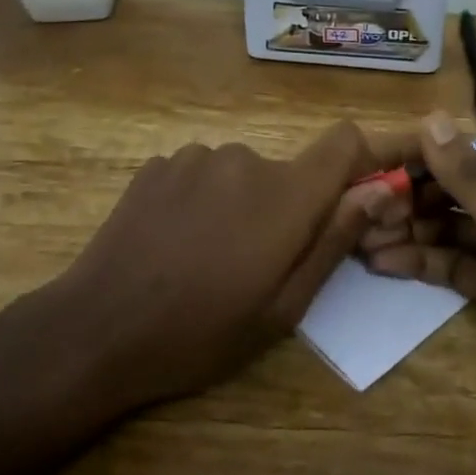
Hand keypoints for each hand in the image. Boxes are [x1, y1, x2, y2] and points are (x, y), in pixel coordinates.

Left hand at [55, 122, 402, 407]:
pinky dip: (201, 200)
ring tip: (206, 256)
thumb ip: (333, 241)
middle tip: (253, 263)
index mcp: (285, 195)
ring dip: (238, 204)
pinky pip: (200, 173)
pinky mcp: (158, 164)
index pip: (344, 142)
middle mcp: (245, 158)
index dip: (359, 160)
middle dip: (284, 207)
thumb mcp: (282, 307)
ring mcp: (195, 156)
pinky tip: (173, 241)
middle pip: (287, 170)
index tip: (351, 197)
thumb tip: (378, 191)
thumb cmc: (201, 332)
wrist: (97, 328)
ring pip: (241, 174)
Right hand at [360, 112, 475, 457]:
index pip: (462, 157)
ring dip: (407, 233)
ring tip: (358, 241)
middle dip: (406, 201)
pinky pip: (455, 267)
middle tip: (355, 214)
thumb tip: (431, 118)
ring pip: (448, 231)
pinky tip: (384, 264)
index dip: (415, 161)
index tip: (367, 171)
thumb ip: (472, 178)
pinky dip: (423, 263)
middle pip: (451, 193)